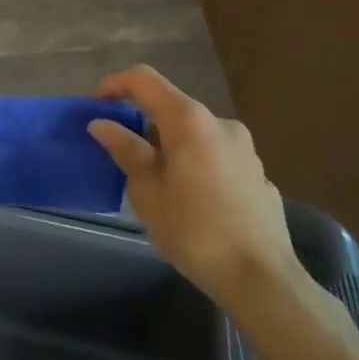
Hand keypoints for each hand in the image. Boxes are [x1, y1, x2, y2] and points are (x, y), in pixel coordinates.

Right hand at [89, 66, 302, 316]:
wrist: (262, 279)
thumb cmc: (193, 230)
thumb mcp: (147, 191)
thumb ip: (125, 149)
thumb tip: (102, 124)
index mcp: (189, 119)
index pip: (143, 79)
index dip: (114, 85)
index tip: (96, 106)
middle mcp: (220, 122)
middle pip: (171, 108)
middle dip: (144, 126)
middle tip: (126, 159)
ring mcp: (245, 148)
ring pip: (195, 135)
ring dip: (172, 148)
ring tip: (160, 187)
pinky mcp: (259, 174)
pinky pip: (217, 158)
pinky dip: (197, 166)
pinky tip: (195, 203)